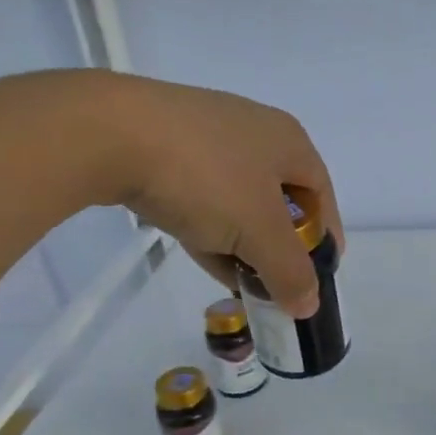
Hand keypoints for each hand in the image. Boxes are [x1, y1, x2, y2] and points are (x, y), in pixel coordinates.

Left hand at [98, 76, 342, 317]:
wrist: (110, 133)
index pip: (322, 195)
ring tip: (235, 279)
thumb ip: (289, 270)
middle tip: (273, 282)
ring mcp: (206, 134)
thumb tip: (309, 304)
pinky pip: (200, 193)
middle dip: (278, 245)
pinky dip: (207, 226)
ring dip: (240, 241)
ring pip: (237, 198)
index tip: (318, 276)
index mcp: (289, 141)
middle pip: (279, 198)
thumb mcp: (257, 231)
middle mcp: (253, 130)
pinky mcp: (165, 144)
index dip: (325, 237)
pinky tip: (199, 251)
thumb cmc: (205, 177)